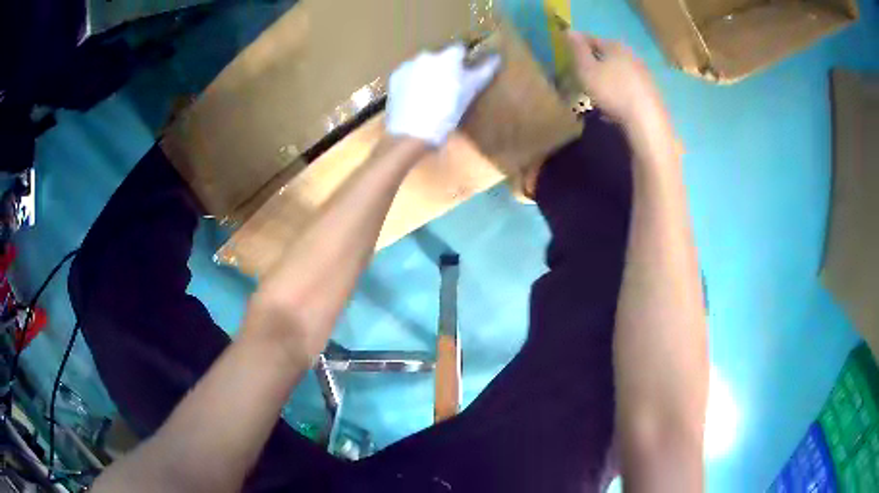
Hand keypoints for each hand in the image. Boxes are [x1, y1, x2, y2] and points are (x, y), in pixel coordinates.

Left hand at [386, 43, 500, 146]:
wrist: (412, 133)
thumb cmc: (447, 112)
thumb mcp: (471, 91)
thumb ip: (485, 70)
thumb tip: (497, 57)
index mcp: (448, 56)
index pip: (460, 49)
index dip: (464, 60)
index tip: (466, 72)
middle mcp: (426, 55)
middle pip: (440, 57)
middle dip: (445, 67)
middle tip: (449, 87)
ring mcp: (408, 65)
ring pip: (423, 65)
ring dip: (428, 73)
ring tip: (431, 95)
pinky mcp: (394, 78)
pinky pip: (409, 75)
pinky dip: (413, 82)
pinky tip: (417, 98)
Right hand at [567, 32, 666, 131]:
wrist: (646, 120)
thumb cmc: (612, 91)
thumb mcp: (586, 69)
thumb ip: (577, 50)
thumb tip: (570, 31)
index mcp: (614, 46)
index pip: (591, 39)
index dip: (578, 46)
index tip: (568, 56)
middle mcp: (631, 55)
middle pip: (607, 55)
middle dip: (594, 63)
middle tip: (581, 75)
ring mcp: (643, 74)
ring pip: (618, 71)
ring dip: (607, 79)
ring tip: (595, 93)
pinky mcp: (650, 92)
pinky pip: (628, 87)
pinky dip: (618, 92)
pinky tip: (612, 106)